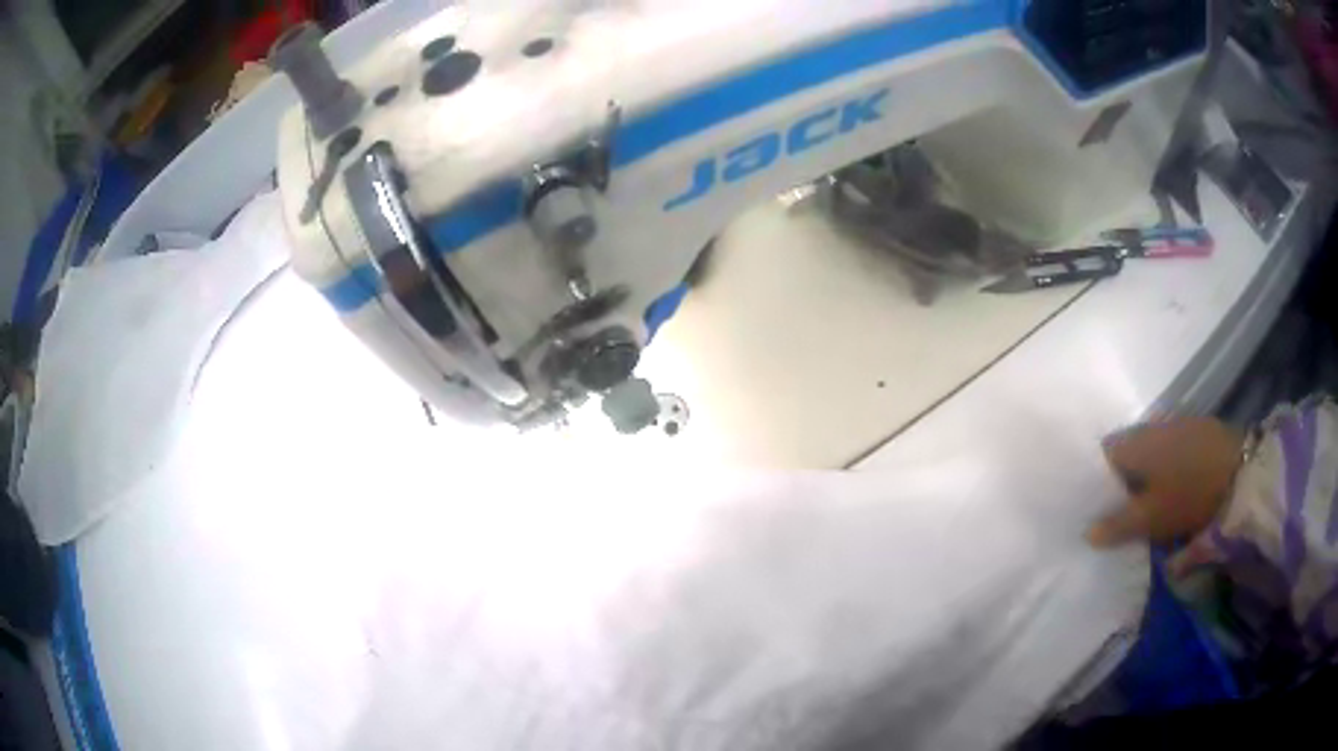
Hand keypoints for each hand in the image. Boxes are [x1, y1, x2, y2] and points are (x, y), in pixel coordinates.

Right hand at [1088, 416, 1245, 547]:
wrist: (1240, 469)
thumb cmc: (1187, 494)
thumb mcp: (1150, 519)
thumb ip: (1117, 525)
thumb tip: (1086, 532)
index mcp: (1133, 443)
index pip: (1102, 455)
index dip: (1095, 481)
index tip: (1093, 508)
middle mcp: (1149, 426)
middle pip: (1125, 453)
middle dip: (1120, 481)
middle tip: (1119, 512)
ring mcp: (1175, 424)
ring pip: (1149, 451)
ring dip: (1143, 475)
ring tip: (1145, 505)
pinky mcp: (1195, 430)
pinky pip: (1169, 449)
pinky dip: (1163, 468)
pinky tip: (1170, 488)